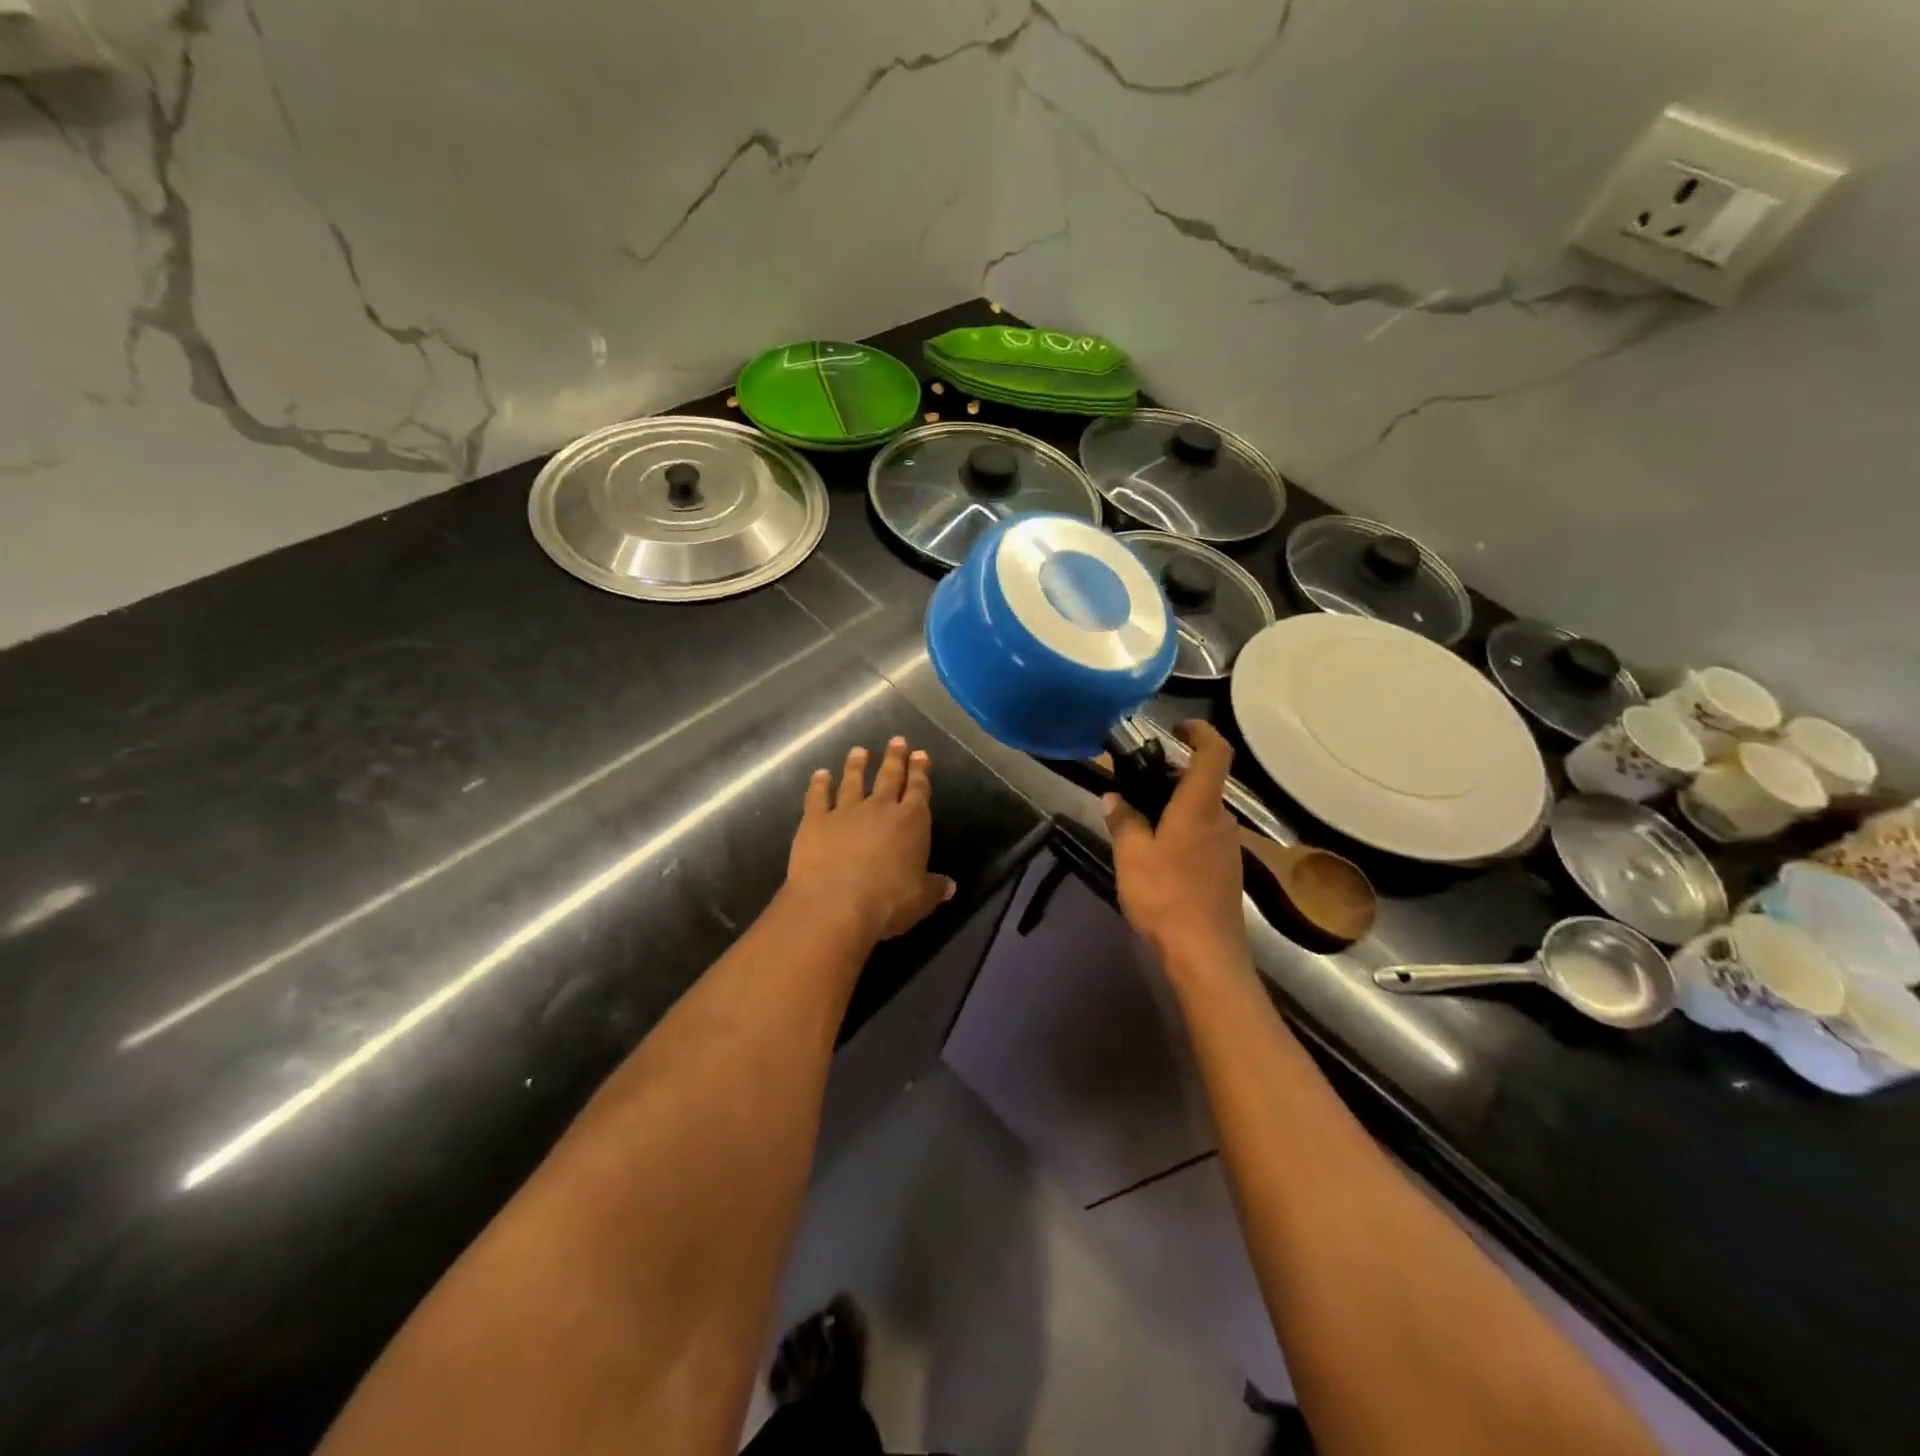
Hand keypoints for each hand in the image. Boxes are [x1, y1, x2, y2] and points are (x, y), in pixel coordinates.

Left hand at [786, 738, 955, 943]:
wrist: (836, 903)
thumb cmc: (888, 901)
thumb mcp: (921, 899)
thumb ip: (935, 888)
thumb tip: (950, 886)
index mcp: (911, 822)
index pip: (919, 789)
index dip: (920, 771)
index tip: (920, 754)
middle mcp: (880, 808)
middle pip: (890, 777)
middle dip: (895, 758)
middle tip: (897, 740)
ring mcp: (846, 811)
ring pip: (853, 781)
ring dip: (857, 765)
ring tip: (859, 750)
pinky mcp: (815, 821)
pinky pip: (818, 797)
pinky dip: (819, 784)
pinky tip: (820, 774)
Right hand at [1105, 721, 1249, 973]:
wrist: (1205, 955)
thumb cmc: (1166, 896)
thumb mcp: (1131, 855)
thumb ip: (1123, 820)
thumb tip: (1114, 797)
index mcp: (1200, 807)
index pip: (1214, 752)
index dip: (1200, 731)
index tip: (1177, 727)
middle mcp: (1221, 821)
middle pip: (1202, 783)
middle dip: (1171, 777)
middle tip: (1134, 785)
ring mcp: (1228, 848)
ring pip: (1200, 813)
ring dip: (1173, 808)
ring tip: (1137, 824)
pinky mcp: (1226, 872)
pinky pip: (1203, 837)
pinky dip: (1181, 832)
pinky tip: (1156, 857)